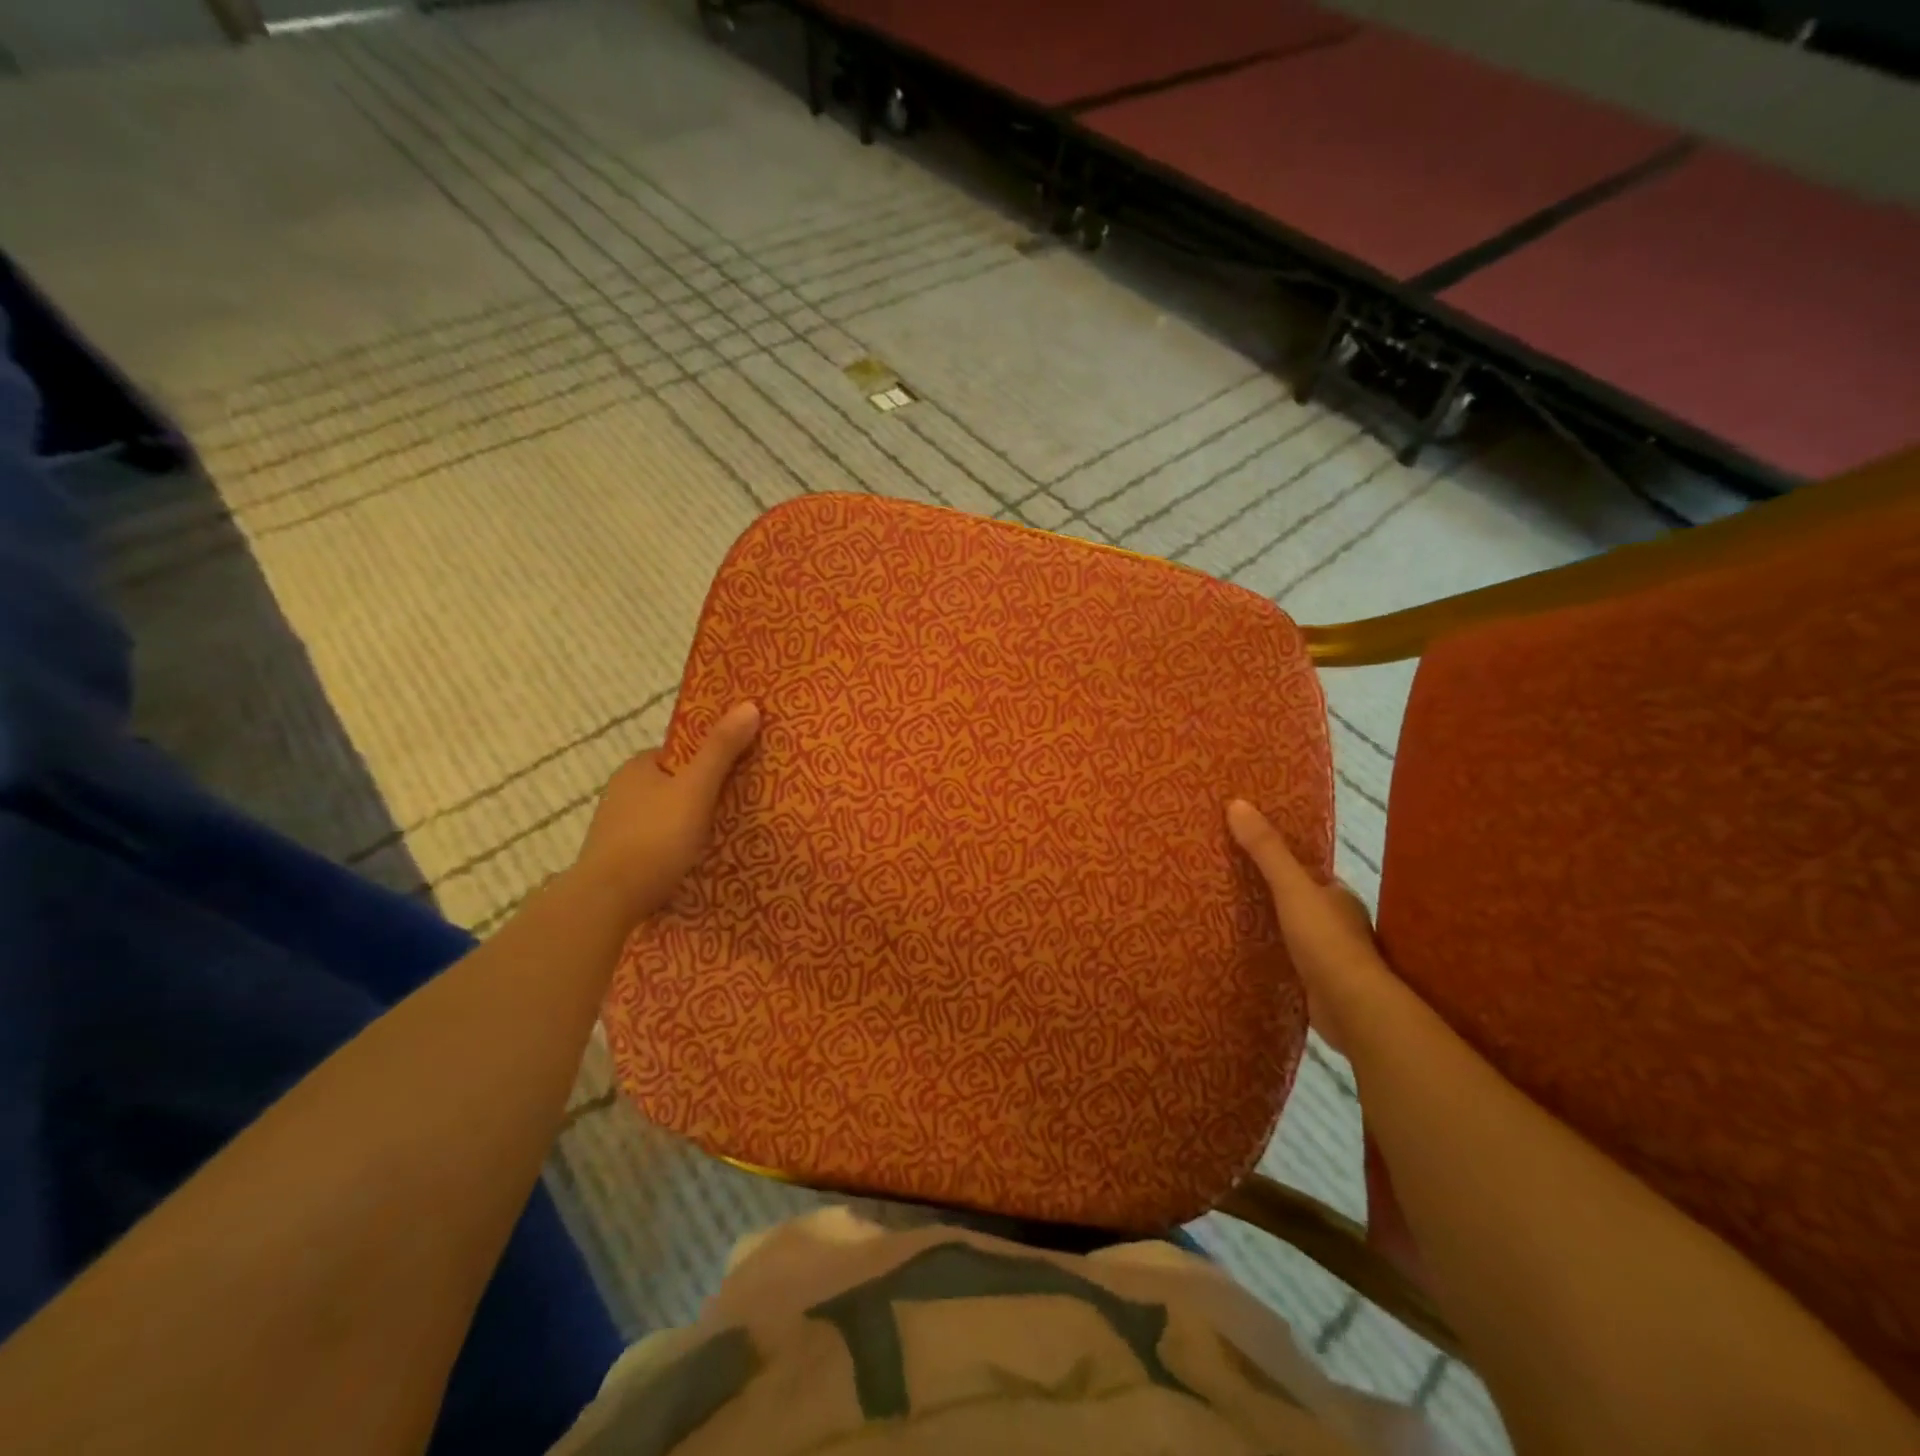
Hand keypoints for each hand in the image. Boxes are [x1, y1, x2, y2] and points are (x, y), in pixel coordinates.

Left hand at [569, 701, 760, 925]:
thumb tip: (749, 704)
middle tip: (741, 805)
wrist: (606, 901)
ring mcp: (618, 827)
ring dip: (690, 823)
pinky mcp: (619, 859)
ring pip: (666, 816)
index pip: (682, 753)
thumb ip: (721, 750)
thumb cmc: (654, 838)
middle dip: (704, 793)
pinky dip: (676, 847)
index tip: (741, 771)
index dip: (712, 758)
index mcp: (638, 767)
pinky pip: (658, 843)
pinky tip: (695, 860)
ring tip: (725, 836)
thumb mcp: (696, 789)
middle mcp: (623, 792)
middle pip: (676, 785)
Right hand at [1227, 798, 1385, 1057]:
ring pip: (1295, 933)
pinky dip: (1274, 957)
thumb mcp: (1291, 887)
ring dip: (1272, 927)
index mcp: (1338, 896)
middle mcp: (1339, 923)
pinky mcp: (1319, 986)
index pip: (1308, 872)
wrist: (1352, 1008)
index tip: (1249, 853)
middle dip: (1273, 894)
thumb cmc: (1325, 940)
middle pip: (1300, 901)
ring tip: (1231, 918)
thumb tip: (1237, 803)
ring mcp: (1331, 957)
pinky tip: (1249, 956)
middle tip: (1230, 884)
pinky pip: (1290, 962)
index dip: (1281, 862)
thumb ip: (1266, 850)